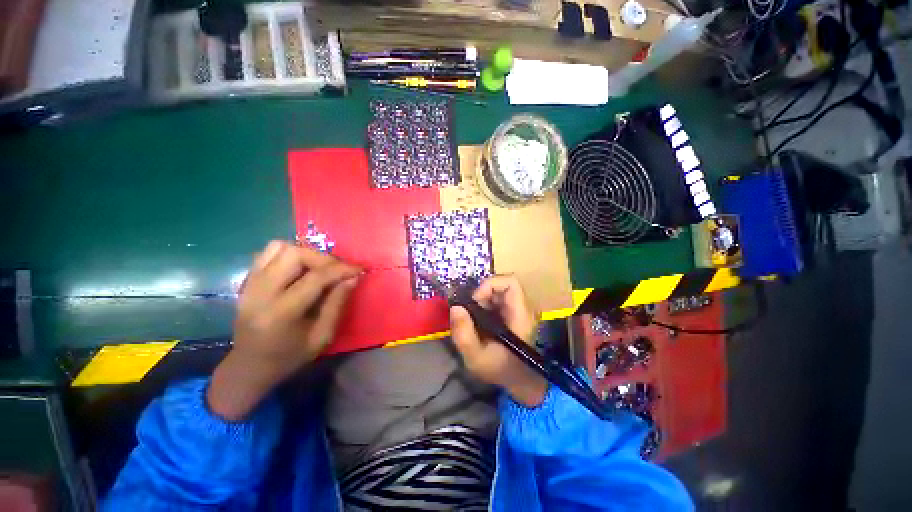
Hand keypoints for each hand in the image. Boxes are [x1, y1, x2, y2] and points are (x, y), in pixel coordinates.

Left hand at [208, 241, 360, 420]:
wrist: (249, 366)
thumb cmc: (289, 357)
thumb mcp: (322, 337)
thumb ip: (337, 304)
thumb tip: (353, 277)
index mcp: (281, 313)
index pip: (315, 278)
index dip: (341, 269)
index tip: (359, 269)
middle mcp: (260, 293)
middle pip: (294, 254)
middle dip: (324, 258)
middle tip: (338, 270)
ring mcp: (249, 284)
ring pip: (279, 247)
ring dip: (306, 253)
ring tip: (320, 268)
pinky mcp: (247, 280)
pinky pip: (268, 253)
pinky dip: (289, 254)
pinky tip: (301, 268)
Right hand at [449, 275, 547, 407]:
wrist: (519, 380)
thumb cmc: (500, 370)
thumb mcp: (476, 358)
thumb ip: (463, 334)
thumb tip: (455, 307)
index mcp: (520, 315)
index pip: (511, 283)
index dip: (490, 285)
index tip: (475, 301)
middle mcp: (523, 308)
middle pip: (503, 283)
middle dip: (482, 293)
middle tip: (471, 312)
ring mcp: (518, 309)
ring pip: (498, 290)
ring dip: (482, 300)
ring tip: (474, 319)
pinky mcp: (513, 312)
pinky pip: (497, 298)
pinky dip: (484, 304)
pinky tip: (479, 321)